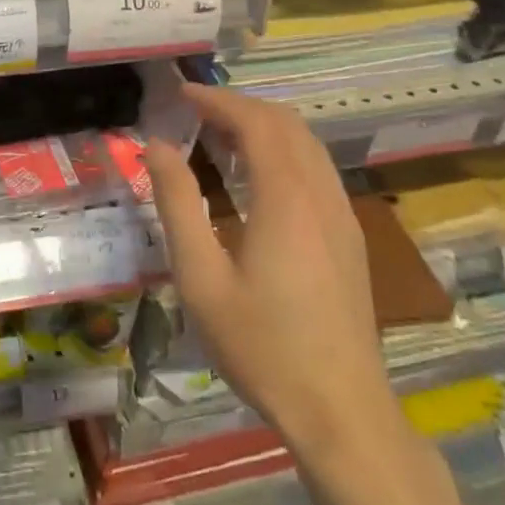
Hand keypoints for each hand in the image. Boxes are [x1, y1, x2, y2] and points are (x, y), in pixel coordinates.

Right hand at [147, 84, 405, 469]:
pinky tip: (255, 177)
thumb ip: (177, 204)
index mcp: (285, 199)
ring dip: (264, 127)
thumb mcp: (201, 277)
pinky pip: (317, 169)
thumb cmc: (261, 345)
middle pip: (287, 124)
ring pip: (307, 144)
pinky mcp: (348, 237)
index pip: (256, 123)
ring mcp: (342, 216)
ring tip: (218, 136)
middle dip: (240, 107)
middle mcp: (321, 196)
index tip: (181, 94)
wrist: (341, 410)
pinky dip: (283, 151)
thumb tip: (156, 147)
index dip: (218, 100)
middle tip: (195, 112)